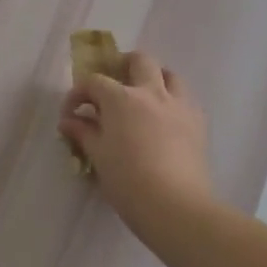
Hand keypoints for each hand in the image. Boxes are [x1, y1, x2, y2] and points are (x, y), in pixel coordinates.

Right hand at [59, 51, 213, 234]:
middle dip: (122, 66)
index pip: (94, 82)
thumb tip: (69, 122)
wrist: (175, 205)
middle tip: (111, 87)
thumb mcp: (98, 156)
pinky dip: (171, 101)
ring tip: (142, 98)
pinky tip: (163, 121)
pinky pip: (185, 100)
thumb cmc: (128, 180)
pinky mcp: (198, 123)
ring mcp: (179, 106)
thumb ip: (83, 133)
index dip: (78, 94)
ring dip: (153, 79)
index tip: (71, 114)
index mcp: (121, 98)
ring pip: (169, 75)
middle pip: (139, 61)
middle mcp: (152, 93)